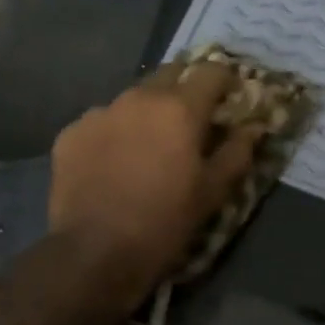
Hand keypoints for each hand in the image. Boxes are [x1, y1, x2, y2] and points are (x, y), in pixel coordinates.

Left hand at [48, 61, 264, 298]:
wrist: (95, 253)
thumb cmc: (165, 222)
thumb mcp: (212, 192)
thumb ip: (237, 152)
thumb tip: (253, 127)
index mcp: (179, 108)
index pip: (211, 71)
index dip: (225, 81)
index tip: (229, 99)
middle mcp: (138, 98)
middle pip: (169, 75)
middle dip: (185, 90)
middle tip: (190, 122)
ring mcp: (100, 112)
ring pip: (132, 99)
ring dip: (147, 113)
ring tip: (147, 147)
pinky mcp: (71, 133)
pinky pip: (101, 122)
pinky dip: (113, 134)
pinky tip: (112, 164)